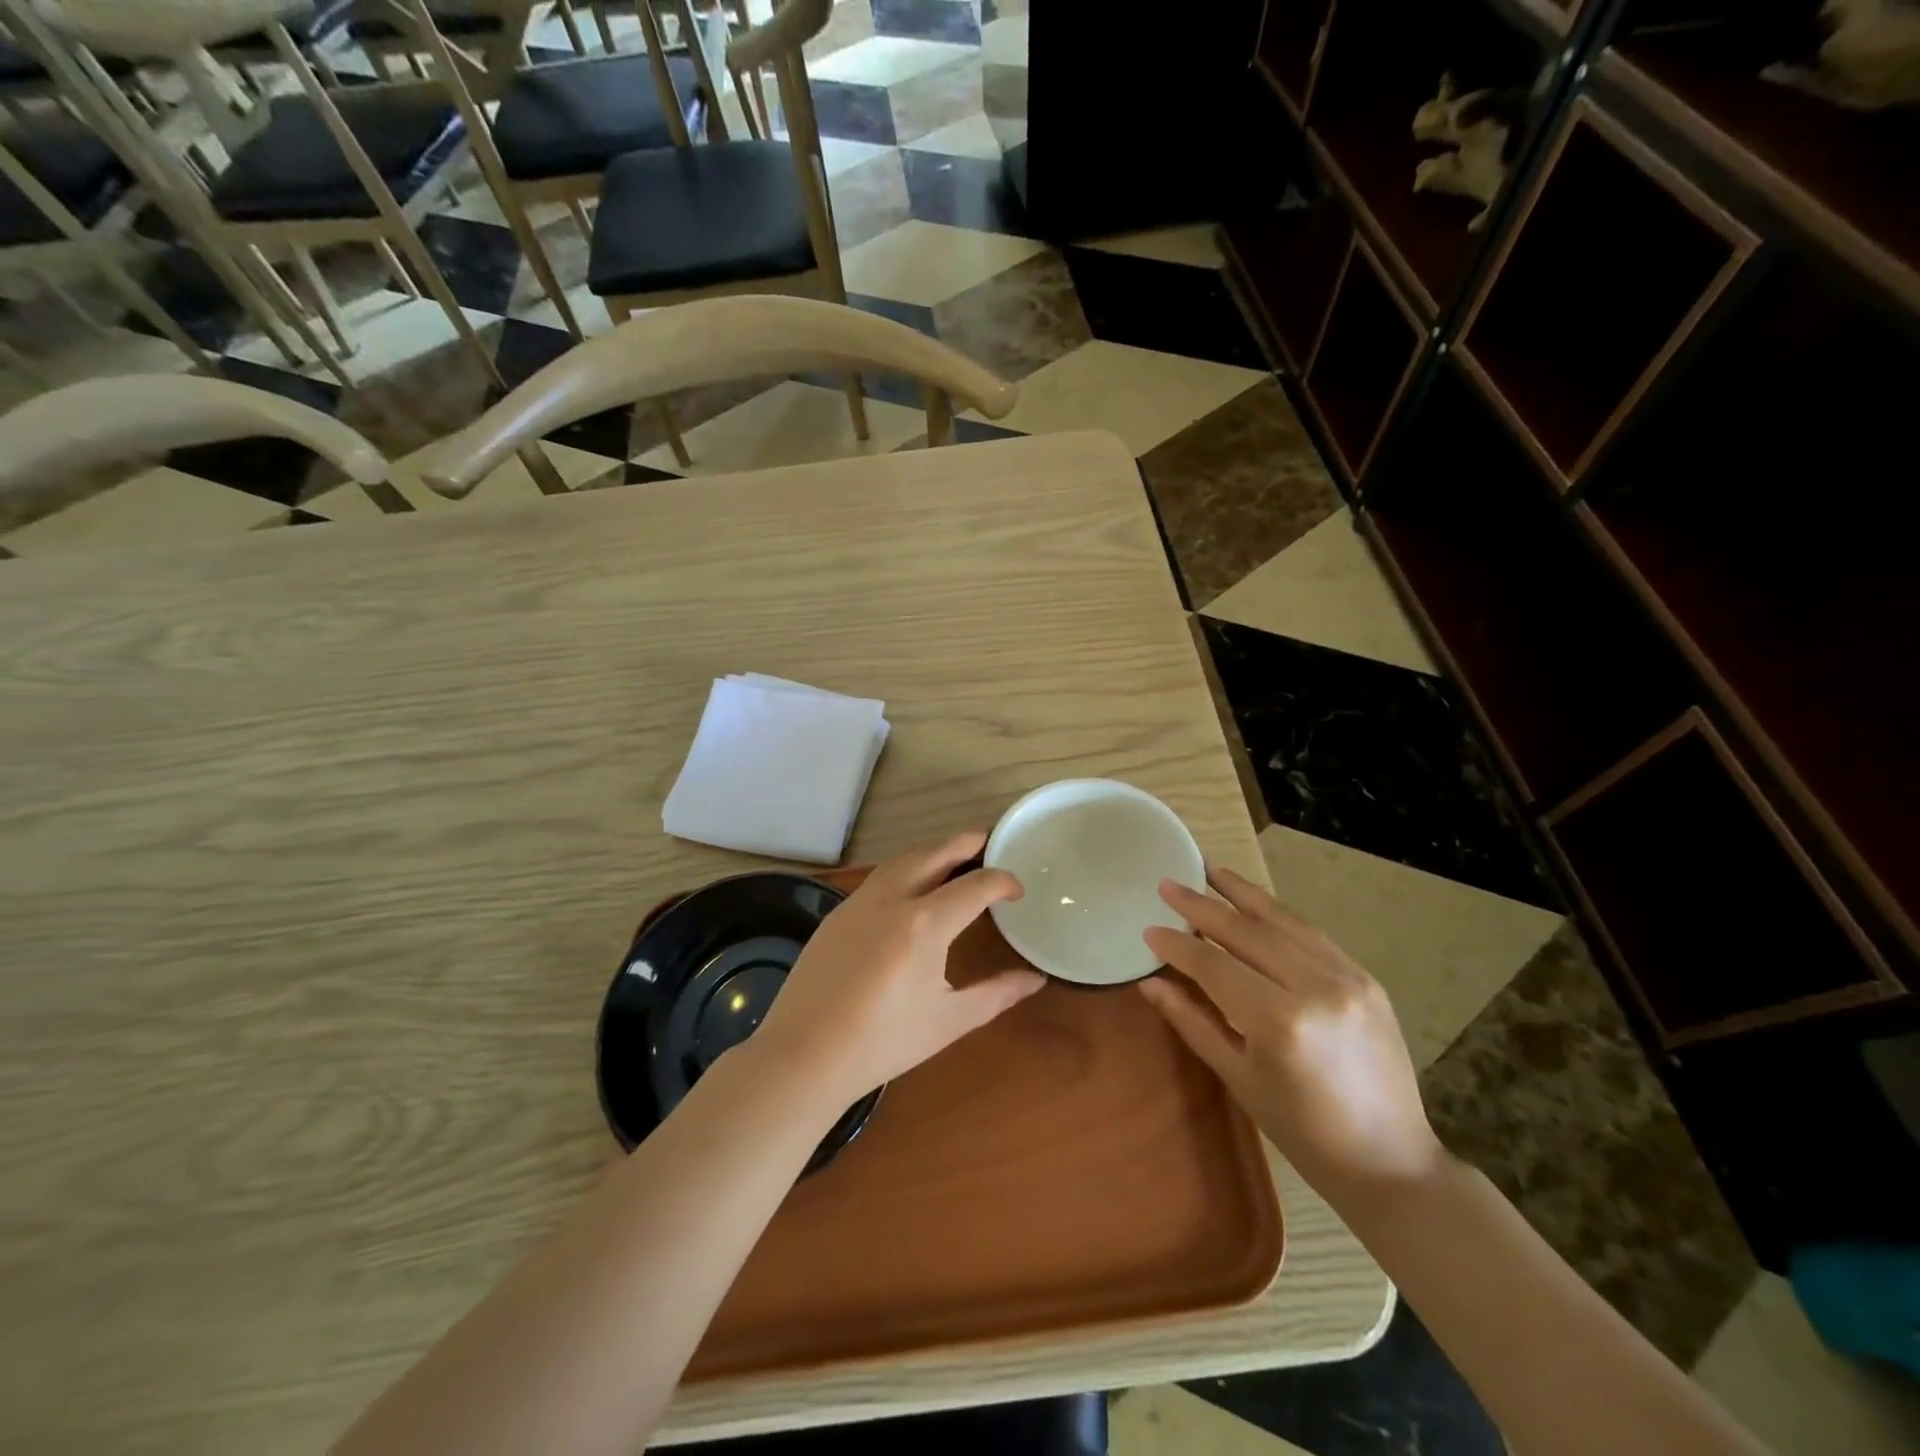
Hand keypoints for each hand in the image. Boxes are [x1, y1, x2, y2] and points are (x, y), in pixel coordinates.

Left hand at [755, 831, 1045, 1103]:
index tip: (1017, 891)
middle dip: (965, 842)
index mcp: (925, 924)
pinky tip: (910, 884)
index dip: (1002, 881)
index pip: (975, 885)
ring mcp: (859, 902)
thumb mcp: (949, 1020)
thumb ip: (997, 993)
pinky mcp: (837, 913)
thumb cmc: (883, 1042)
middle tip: (987, 839)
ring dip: (932, 849)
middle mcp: (892, 899)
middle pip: (935, 853)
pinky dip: (905, 867)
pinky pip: (879, 876)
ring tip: (953, 854)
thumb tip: (1035, 979)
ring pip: (903, 859)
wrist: (804, 1054)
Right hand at [1141, 864, 1443, 1209]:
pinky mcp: (1365, 976)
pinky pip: (1310, 933)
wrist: (1389, 1158)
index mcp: (1279, 1021)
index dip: (1177, 945)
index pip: (1213, 965)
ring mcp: (1347, 976)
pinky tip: (1253, 900)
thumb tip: (1150, 981)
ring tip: (1208, 868)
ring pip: (1282, 920)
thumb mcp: (1238, 1077)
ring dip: (1241, 892)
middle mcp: (1315, 987)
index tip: (1148, 929)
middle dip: (1201, 905)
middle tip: (1167, 883)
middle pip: (1245, 931)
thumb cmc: (1302, 1131)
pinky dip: (1276, 913)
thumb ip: (1191, 1020)